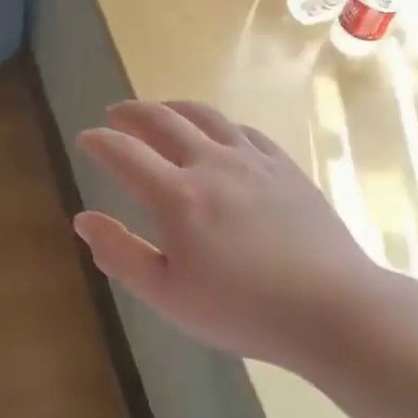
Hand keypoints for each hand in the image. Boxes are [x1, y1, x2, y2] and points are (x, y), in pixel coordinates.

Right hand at [73, 100, 381, 370]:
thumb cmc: (241, 309)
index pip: (124, 153)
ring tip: (159, 110)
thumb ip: (120, 253)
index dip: (99, 142)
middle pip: (163, 120)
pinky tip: (218, 134)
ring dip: (173, 108)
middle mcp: (211, 164)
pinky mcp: (286, 168)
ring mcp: (253, 161)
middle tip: (114, 113)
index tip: (85, 138)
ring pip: (206, 116)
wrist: (333, 308)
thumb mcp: (167, 294)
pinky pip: (244, 131)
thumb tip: (83, 219)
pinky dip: (218, 125)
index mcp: (177, 195)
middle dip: (131, 112)